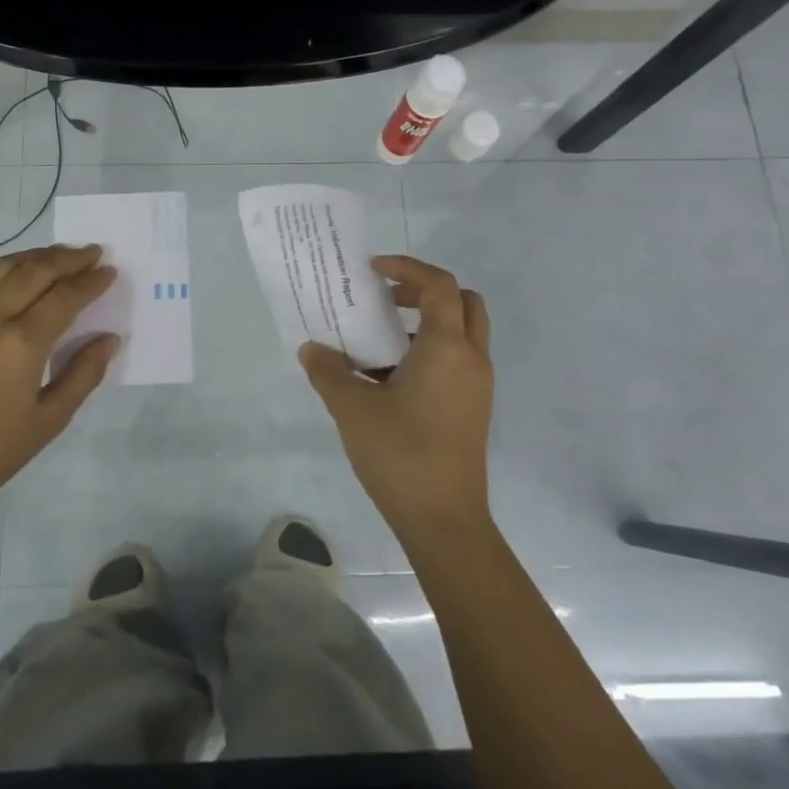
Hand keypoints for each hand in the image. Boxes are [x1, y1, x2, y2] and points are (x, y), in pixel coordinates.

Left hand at [0, 244, 117, 535]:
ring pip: (4, 267)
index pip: (64, 297)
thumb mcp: (49, 421)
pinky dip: (9, 267)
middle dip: (68, 258)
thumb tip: (109, 338)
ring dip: (37, 255)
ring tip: (63, 254)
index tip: (111, 270)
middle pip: (35, 271)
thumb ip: (83, 374)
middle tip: (95, 252)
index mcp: (21, 345)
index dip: (91, 282)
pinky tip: (23, 272)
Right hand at [299, 254, 492, 540]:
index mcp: (447, 348)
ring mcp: (477, 385)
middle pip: (463, 301)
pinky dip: (430, 349)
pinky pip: (457, 359)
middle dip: (425, 290)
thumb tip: (311, 348)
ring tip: (380, 337)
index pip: (439, 285)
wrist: (444, 521)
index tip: (374, 269)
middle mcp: (471, 359)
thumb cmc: (400, 455)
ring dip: (427, 321)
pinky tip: (390, 375)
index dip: (407, 267)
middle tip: (387, 298)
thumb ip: (328, 371)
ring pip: (463, 331)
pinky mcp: (473, 407)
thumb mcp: (353, 409)